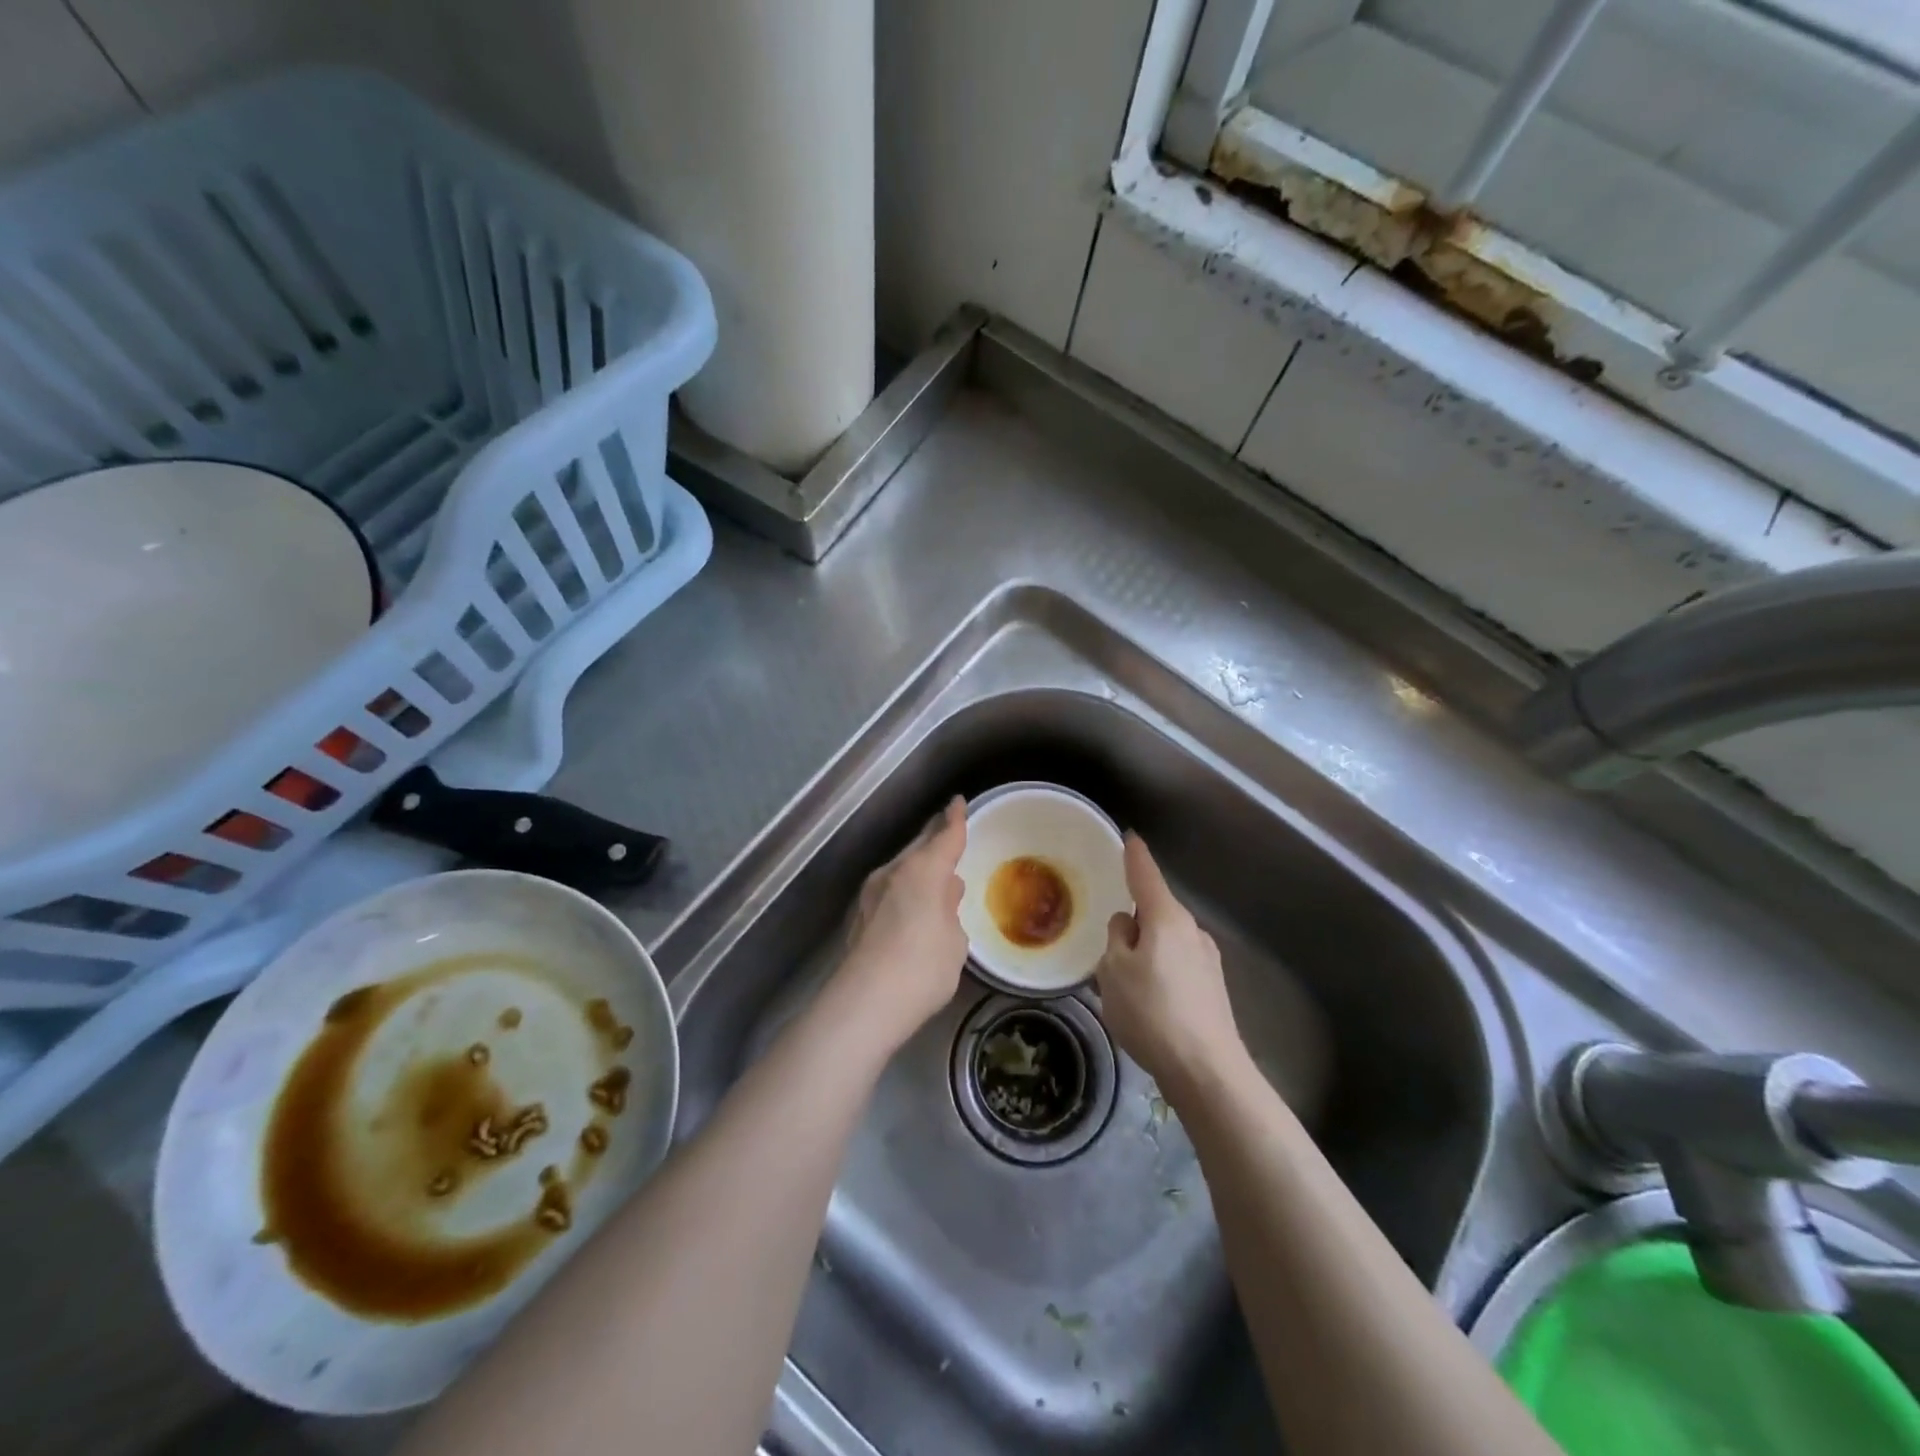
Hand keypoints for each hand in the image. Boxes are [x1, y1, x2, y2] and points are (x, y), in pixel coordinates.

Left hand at [831, 797, 969, 1049]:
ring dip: (919, 865)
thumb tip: (944, 893)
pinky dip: (906, 888)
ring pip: (902, 868)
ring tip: (936, 870)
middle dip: (934, 837)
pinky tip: (913, 902)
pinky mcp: (860, 916)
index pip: (945, 836)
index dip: (955, 819)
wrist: (865, 1003)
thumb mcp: (954, 940)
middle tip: (949, 831)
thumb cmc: (923, 968)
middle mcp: (893, 872)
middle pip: (918, 847)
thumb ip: (950, 910)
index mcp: (922, 870)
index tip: (958, 802)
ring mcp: (871, 893)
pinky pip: (891, 889)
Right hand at [1096, 834, 1245, 1096]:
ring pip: (1166, 940)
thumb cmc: (1152, 1012)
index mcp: (1166, 918)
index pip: (1145, 874)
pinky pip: (1177, 964)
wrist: (1207, 1070)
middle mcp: (1192, 930)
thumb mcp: (1114, 971)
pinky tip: (1148, 1001)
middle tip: (1108, 942)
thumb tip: (1127, 924)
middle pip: (1156, 910)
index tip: (1129, 835)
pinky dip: (1159, 970)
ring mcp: (1207, 959)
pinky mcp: (1212, 988)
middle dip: (1134, 918)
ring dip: (1146, 949)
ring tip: (1124, 980)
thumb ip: (1116, 938)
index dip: (1134, 855)